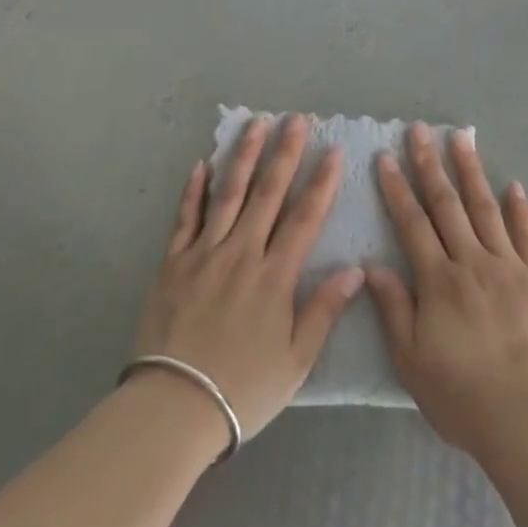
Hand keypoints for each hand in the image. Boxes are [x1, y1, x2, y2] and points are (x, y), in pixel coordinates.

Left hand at [131, 114, 364, 443]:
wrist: (172, 407)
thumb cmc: (242, 388)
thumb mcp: (295, 360)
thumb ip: (324, 311)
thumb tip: (355, 270)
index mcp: (274, 276)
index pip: (304, 218)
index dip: (321, 182)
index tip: (333, 150)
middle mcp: (241, 253)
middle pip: (267, 193)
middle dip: (285, 153)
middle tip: (296, 119)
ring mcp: (204, 254)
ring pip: (228, 194)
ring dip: (244, 157)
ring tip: (256, 124)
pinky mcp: (173, 263)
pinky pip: (185, 218)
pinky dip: (194, 190)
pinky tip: (202, 164)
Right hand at [366, 125, 527, 459]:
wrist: (527, 418)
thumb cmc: (461, 395)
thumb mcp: (411, 360)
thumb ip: (394, 308)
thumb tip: (372, 265)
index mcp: (438, 281)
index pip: (412, 224)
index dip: (397, 189)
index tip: (386, 157)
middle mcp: (472, 262)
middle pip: (447, 205)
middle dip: (430, 165)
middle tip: (420, 130)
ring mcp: (509, 267)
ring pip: (485, 209)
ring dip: (471, 172)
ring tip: (461, 139)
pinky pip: (527, 236)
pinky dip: (520, 209)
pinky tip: (513, 185)